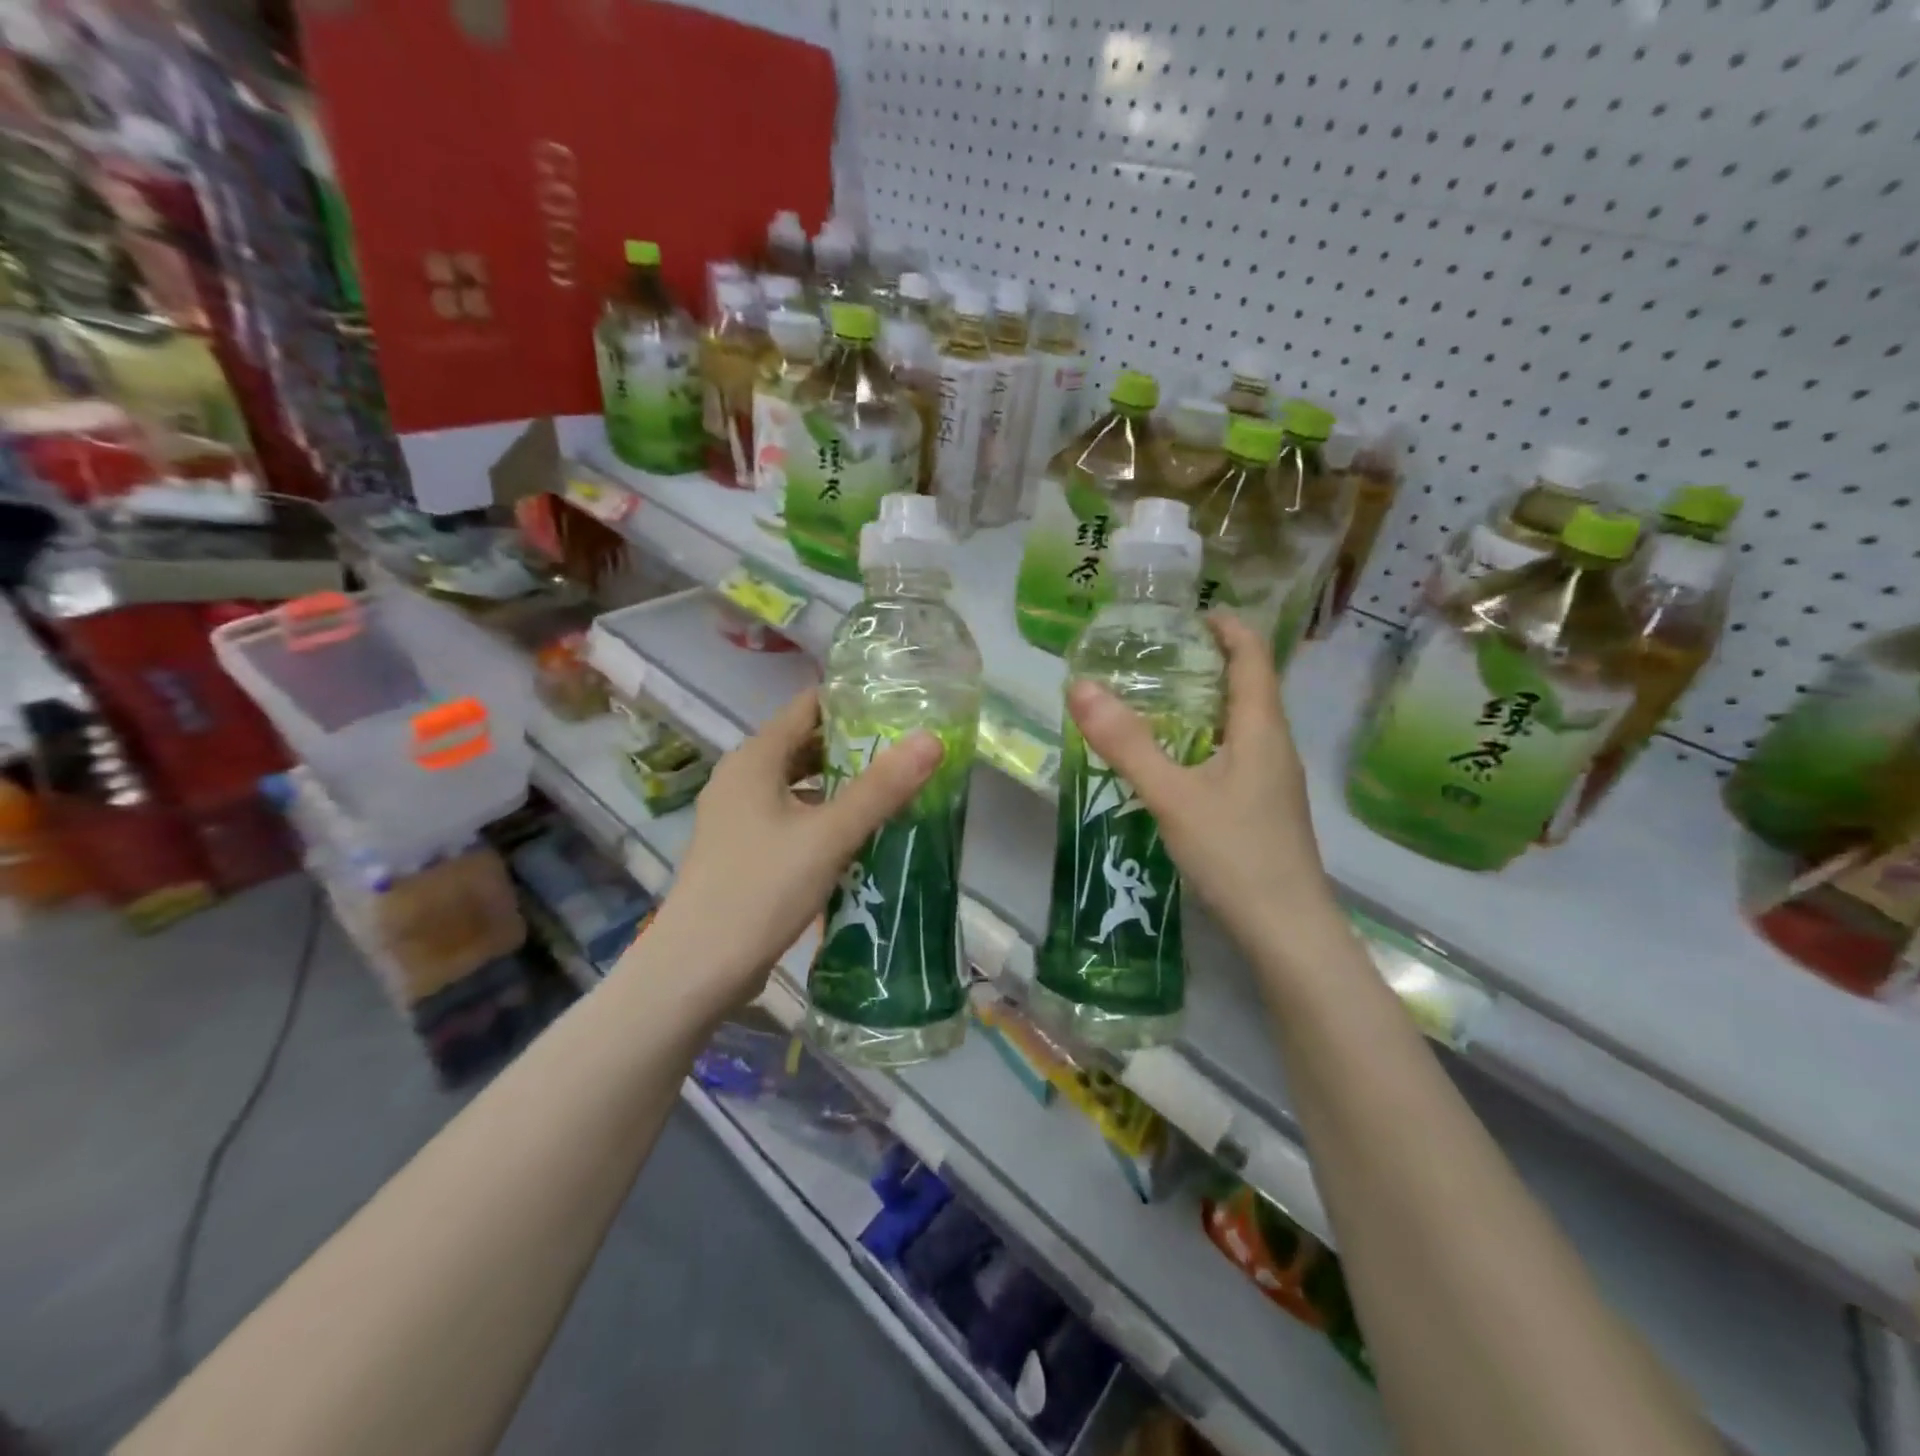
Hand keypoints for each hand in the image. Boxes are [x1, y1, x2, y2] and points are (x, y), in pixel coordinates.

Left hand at [632, 688, 942, 1007]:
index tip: (901, 706)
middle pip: (804, 744)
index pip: (808, 707)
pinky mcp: (744, 849)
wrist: (698, 969)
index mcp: (755, 759)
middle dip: (854, 744)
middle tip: (907, 750)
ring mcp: (738, 815)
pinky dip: (824, 814)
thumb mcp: (829, 836)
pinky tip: (858, 833)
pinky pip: (791, 815)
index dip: (853, 701)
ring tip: (893, 788)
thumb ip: (881, 788)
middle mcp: (742, 777)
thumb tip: (931, 739)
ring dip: (841, 783)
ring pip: (799, 783)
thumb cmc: (761, 889)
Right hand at [1066, 613, 1341, 957]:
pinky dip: (1208, 739)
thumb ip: (1126, 743)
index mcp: (1262, 729)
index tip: (1193, 614)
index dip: (1229, 628)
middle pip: (1251, 686)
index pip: (1254, 657)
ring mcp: (1275, 780)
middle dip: (1212, 663)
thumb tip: (1080, 687)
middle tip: (1160, 657)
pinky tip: (1177, 762)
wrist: (1287, 929)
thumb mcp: (1172, 795)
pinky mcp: (1266, 808)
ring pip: (1244, 724)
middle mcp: (1275, 746)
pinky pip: (1238, 754)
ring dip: (1209, 703)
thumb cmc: (1235, 853)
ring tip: (1160, 703)